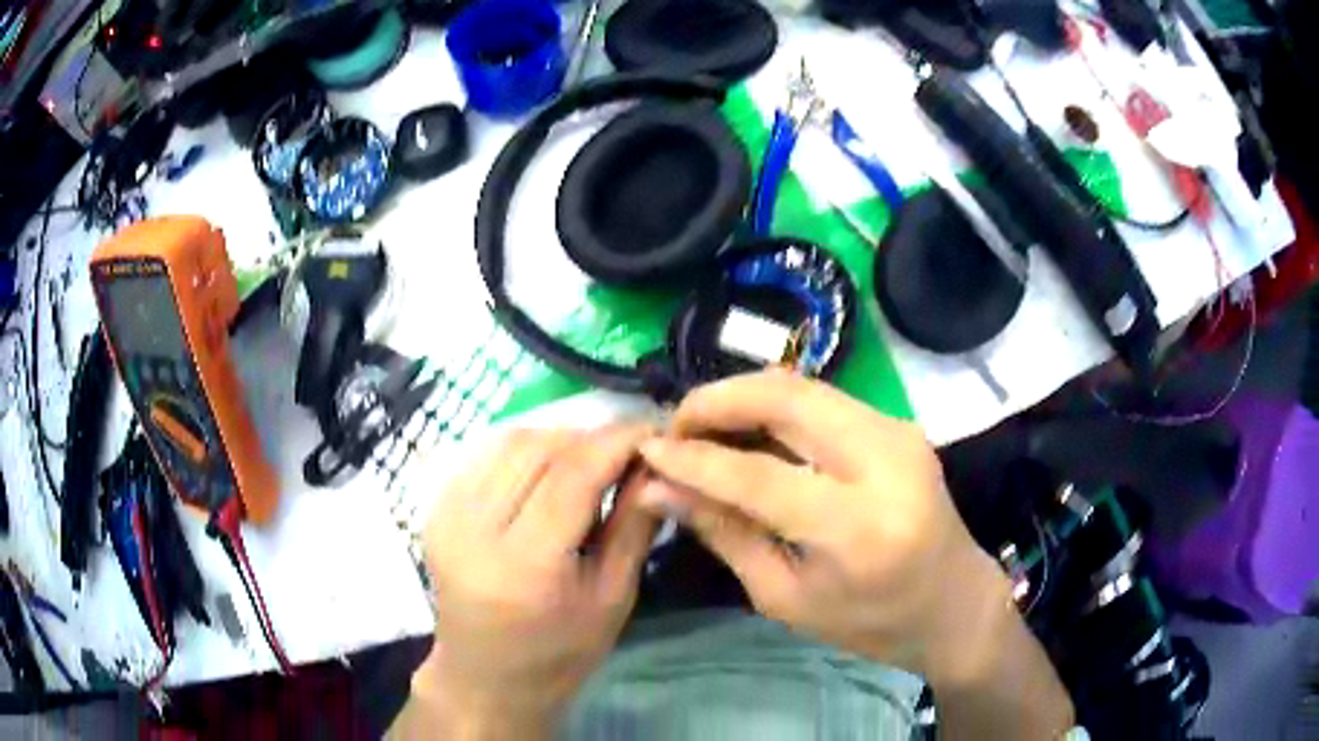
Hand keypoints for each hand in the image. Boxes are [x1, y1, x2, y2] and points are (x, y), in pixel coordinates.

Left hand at [409, 424, 658, 738]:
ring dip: (558, 439)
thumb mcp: (613, 599)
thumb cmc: (559, 652)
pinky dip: (525, 451)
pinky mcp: (434, 508)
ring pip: (510, 442)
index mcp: (525, 565)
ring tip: (590, 463)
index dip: (617, 440)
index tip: (654, 428)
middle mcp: (475, 530)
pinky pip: (486, 455)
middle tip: (626, 452)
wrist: (485, 676)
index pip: (573, 475)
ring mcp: (446, 515)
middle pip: (539, 448)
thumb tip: (655, 464)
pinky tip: (548, 474)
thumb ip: (634, 526)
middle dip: (590, 438)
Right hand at [636, 370, 1012, 684]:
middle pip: (787, 398)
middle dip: (718, 400)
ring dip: (744, 397)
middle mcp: (885, 461)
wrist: (954, 603)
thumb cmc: (871, 622)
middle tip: (676, 427)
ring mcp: (898, 432)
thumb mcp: (786, 598)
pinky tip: (748, 431)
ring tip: (702, 428)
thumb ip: (725, 535)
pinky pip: (823, 400)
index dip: (695, 459)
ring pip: (804, 386)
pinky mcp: (898, 424)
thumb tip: (660, 490)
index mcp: (859, 526)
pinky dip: (776, 407)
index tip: (647, 450)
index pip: (759, 475)